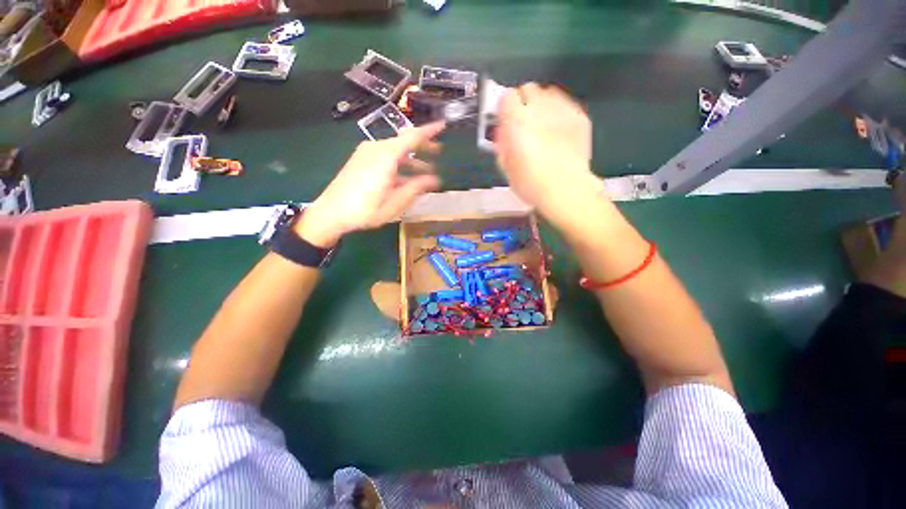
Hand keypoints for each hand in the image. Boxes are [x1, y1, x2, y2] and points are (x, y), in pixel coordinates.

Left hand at [295, 123, 444, 246]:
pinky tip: (405, 178)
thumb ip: (415, 188)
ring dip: (411, 160)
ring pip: (395, 151)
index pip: (413, 137)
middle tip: (438, 152)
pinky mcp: (360, 160)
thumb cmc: (365, 209)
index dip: (429, 131)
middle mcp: (376, 148)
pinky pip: (385, 157)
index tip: (443, 125)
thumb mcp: (395, 202)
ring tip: (424, 172)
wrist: (330, 212)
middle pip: (404, 142)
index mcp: (386, 156)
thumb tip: (434, 180)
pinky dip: (398, 164)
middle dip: (422, 147)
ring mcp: (366, 153)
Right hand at [496, 83, 597, 223]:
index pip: (507, 96)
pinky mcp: (580, 116)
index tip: (507, 120)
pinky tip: (559, 131)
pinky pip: (565, 104)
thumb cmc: (530, 183)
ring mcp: (563, 110)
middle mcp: (539, 108)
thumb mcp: (505, 166)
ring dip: (542, 105)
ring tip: (544, 125)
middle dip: (524, 102)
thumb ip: (502, 143)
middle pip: (528, 88)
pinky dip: (559, 113)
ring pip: (549, 93)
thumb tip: (504, 131)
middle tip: (525, 122)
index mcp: (517, 121)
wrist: (566, 190)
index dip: (506, 108)